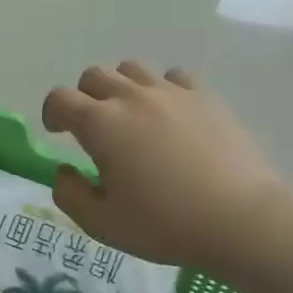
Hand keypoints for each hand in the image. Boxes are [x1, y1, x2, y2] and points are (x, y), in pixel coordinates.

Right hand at [42, 62, 289, 282]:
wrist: (240, 218)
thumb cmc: (165, 223)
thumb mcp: (103, 224)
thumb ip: (70, 195)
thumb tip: (63, 171)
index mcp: (100, 124)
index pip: (60, 99)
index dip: (52, 113)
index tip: (58, 132)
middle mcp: (131, 97)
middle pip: (94, 76)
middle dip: (84, 97)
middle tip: (94, 128)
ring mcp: (171, 92)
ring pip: (132, 69)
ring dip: (121, 87)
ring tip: (132, 116)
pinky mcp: (204, 96)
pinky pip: (173, 77)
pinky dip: (162, 89)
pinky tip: (171, 114)